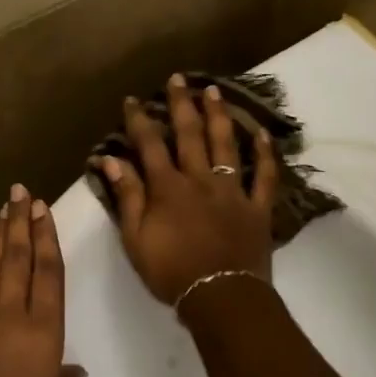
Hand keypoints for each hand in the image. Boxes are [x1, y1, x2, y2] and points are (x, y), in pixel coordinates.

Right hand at [101, 74, 279, 305]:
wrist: (220, 298)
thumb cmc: (171, 272)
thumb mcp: (135, 238)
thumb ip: (127, 196)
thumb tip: (111, 160)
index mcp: (168, 188)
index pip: (149, 145)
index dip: (140, 120)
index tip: (132, 99)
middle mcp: (200, 179)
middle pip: (190, 135)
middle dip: (181, 104)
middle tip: (177, 79)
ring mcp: (232, 191)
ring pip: (225, 145)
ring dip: (218, 116)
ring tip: (213, 90)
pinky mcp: (257, 207)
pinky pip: (263, 176)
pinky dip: (264, 155)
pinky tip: (262, 133)